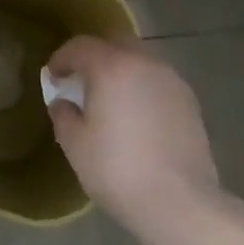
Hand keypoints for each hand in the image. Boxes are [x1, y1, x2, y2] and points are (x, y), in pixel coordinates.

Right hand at [45, 36, 220, 237]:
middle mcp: (143, 62)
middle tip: (82, 82)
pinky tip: (138, 115)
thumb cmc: (118, 171)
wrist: (180, 202)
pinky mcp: (189, 99)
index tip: (53, 77)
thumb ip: (64, 116)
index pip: (80, 46)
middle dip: (95, 56)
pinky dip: (143, 86)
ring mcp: (171, 78)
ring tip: (112, 99)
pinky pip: (158, 80)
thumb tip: (63, 103)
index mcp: (112, 67)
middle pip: (114, 42)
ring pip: (140, 59)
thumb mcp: (76, 146)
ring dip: (122, 70)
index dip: (62, 58)